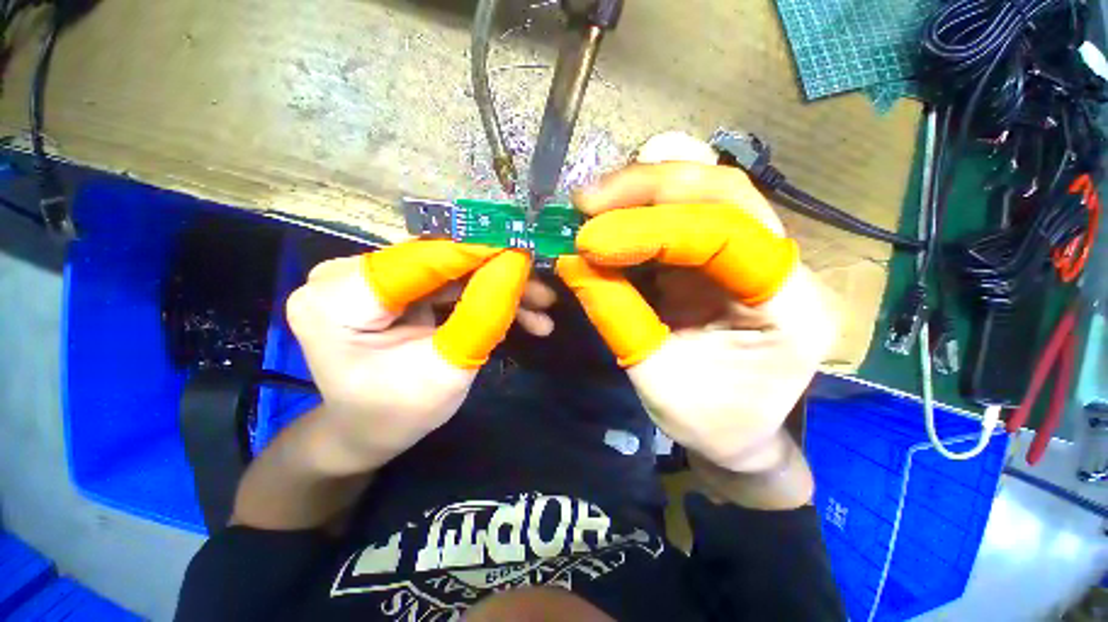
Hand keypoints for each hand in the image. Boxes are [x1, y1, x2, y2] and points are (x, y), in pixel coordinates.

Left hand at [285, 241, 532, 473]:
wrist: (369, 431)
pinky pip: (450, 283)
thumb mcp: (447, 371)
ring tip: (541, 308)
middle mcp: (348, 275)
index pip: (422, 258)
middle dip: (497, 275)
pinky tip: (520, 314)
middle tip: (543, 291)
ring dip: (497, 287)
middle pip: (441, 261)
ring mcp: (373, 279)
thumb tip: (516, 265)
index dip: (479, 251)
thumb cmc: (399, 414)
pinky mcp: (395, 288)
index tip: (527, 250)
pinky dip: (484, 296)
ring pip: (452, 271)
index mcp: (338, 299)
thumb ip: (482, 316)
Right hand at [558, 163, 837, 472]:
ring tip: (593, 204)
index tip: (590, 240)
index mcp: (787, 305)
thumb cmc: (709, 420)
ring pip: (703, 192)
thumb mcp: (657, 379)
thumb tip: (572, 262)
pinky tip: (609, 220)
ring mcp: (749, 255)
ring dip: (643, 190)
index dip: (652, 229)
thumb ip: (616, 316)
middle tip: (587, 200)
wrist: (737, 432)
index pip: (726, 234)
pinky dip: (640, 211)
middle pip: (723, 192)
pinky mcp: (718, 259)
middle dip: (648, 187)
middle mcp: (778, 266)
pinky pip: (681, 217)